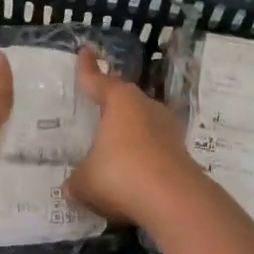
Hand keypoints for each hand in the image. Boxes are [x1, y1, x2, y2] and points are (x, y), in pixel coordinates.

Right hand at [66, 46, 203, 223]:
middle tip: (96, 108)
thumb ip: (76, 180)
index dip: (87, 69)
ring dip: (129, 133)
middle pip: (124, 99)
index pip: (97, 80)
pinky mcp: (181, 154)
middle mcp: (146, 107)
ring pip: (142, 124)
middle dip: (111, 104)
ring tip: (112, 146)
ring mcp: (168, 129)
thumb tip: (72, 185)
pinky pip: (154, 149)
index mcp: (119, 101)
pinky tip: (131, 174)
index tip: (85, 51)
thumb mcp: (84, 181)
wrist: (174, 202)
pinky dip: (142, 157)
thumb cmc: (121, 176)